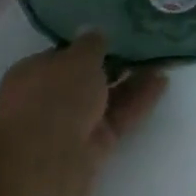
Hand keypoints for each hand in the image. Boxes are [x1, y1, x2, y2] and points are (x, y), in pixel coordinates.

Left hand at [0, 34, 167, 195]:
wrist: (46, 162)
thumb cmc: (54, 97)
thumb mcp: (78, 58)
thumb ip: (91, 44)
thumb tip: (94, 32)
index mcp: (32, 74)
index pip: (63, 56)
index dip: (88, 47)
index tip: (115, 36)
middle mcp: (49, 99)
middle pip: (86, 79)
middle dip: (114, 65)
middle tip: (144, 47)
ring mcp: (71, 124)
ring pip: (106, 98)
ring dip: (132, 82)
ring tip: (162, 61)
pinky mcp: (93, 145)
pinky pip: (119, 116)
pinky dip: (138, 101)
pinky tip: (162, 83)